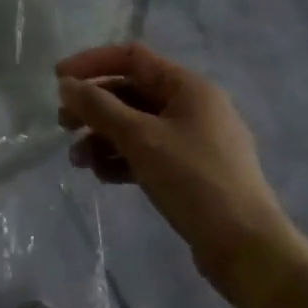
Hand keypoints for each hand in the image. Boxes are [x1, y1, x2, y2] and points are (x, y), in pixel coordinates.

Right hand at [56, 44, 307, 307]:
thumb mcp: (140, 138)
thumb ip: (99, 107)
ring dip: (102, 137)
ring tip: (78, 161)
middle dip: (94, 107)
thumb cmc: (194, 180)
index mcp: (188, 87)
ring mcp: (194, 140)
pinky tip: (102, 176)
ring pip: (136, 125)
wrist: (248, 250)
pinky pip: (148, 152)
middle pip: (131, 92)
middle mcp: (193, 106)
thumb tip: (67, 85)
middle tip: (63, 125)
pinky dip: (122, 158)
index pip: (131, 57)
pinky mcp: (192, 172)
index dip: (92, 63)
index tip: (59, 80)